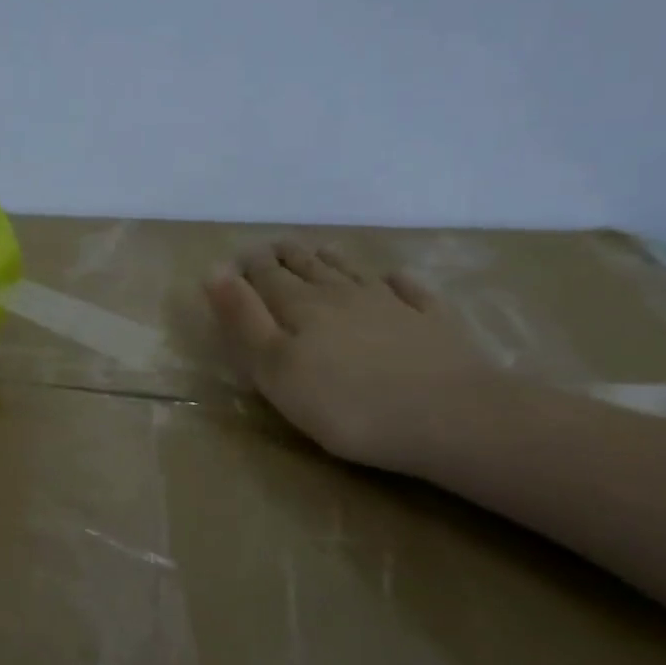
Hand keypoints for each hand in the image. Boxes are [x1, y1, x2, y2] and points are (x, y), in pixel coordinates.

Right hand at [204, 240, 493, 471]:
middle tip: (272, 247)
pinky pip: (410, 292)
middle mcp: (343, 295)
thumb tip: (215, 270)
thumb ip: (244, 320)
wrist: (450, 417)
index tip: (238, 258)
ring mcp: (392, 305)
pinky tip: (395, 279)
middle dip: (285, 257)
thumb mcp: (275, 369)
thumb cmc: (346, 404)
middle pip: (308, 268)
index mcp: (301, 307)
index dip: (250, 267)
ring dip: (331, 259)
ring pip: (353, 272)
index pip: (268, 277)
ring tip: (318, 250)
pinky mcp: (432, 323)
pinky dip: (397, 282)